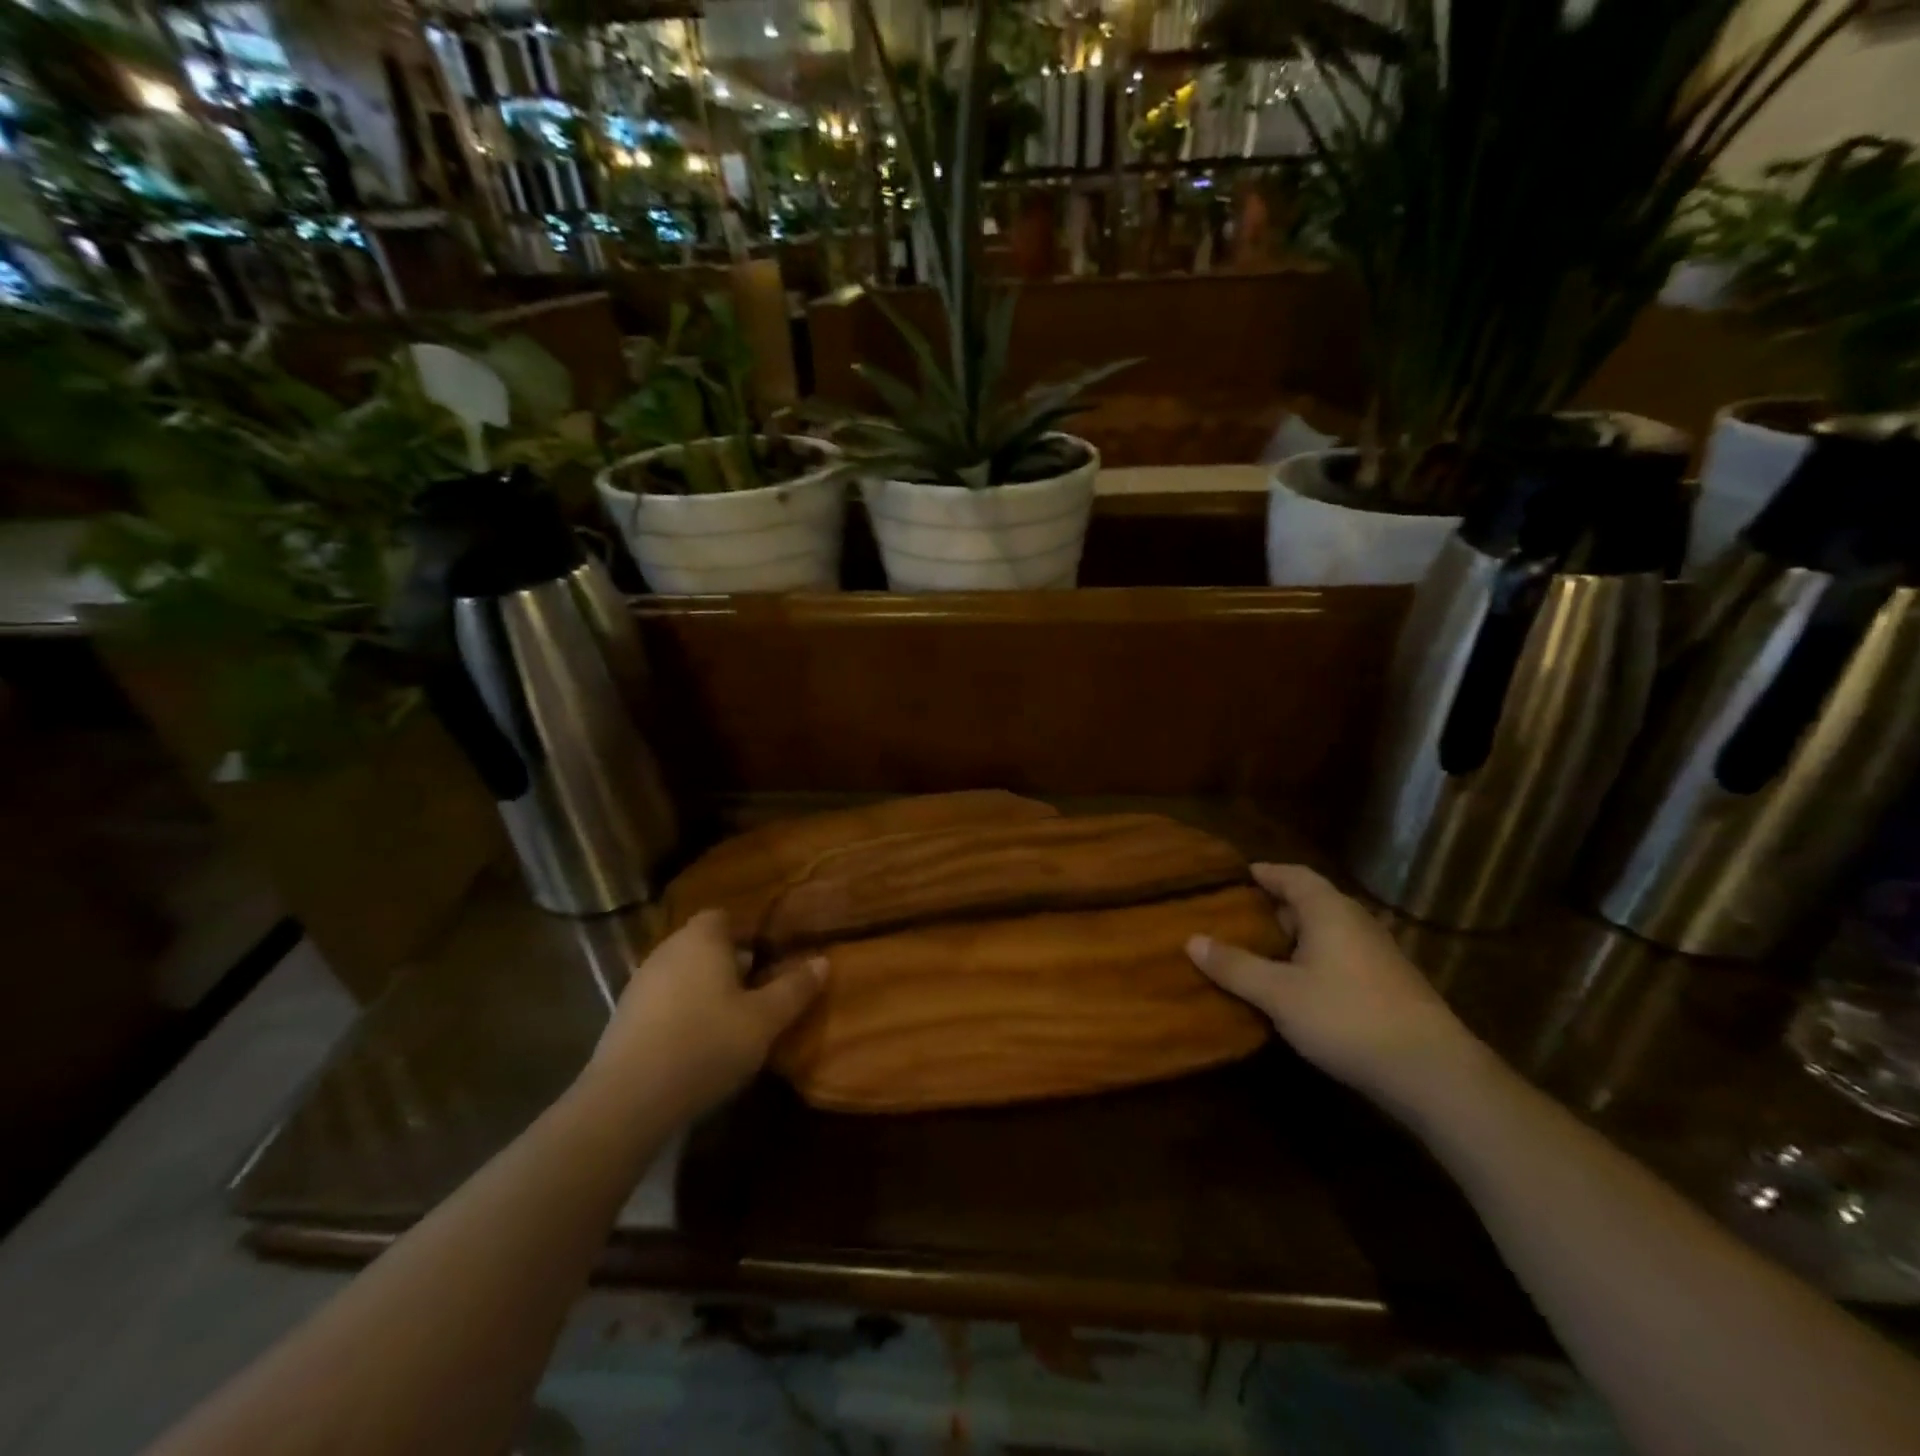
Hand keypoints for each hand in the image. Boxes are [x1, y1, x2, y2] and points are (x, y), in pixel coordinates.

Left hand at [582, 910, 825, 1121]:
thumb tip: (823, 961)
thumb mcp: (765, 1019)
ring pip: (683, 974)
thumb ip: (794, 988)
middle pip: (704, 945)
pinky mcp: (624, 1017)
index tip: (769, 959)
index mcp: (701, 938)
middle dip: (730, 964)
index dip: (748, 934)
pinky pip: (664, 1001)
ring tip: (732, 1021)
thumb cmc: (706, 1044)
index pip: (724, 916)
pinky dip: (682, 1012)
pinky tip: (697, 1044)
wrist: (629, 1099)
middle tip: (758, 992)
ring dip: (705, 990)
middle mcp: (667, 949)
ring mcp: (640, 983)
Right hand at [1187, 864, 1484, 1111]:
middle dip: (1274, 907)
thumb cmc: (1347, 1017)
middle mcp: (1355, 922)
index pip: (1293, 875)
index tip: (1236, 876)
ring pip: (1326, 932)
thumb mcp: (1278, 993)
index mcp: (1329, 911)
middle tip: (1236, 917)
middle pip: (1309, 902)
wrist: (1433, 1073)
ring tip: (1258, 951)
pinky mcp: (1389, 985)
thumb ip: (1235, 966)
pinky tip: (1296, 986)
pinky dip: (1312, 960)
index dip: (1264, 873)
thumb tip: (1192, 939)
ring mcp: (1377, 954)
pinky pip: (1340, 957)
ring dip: (1294, 937)